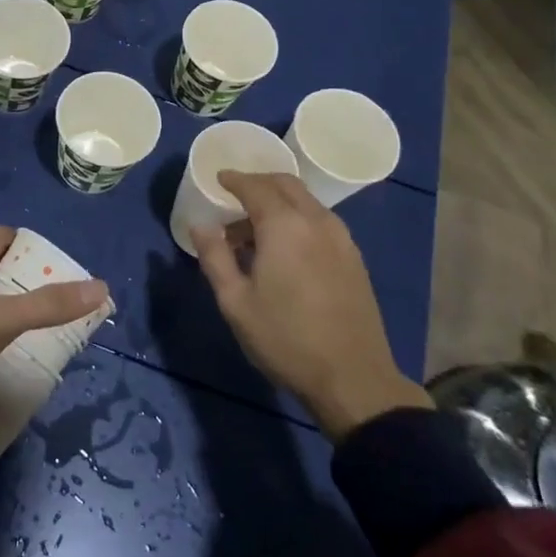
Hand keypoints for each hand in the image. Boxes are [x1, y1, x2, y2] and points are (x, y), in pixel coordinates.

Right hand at [191, 172, 428, 439]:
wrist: (353, 378)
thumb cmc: (285, 339)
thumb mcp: (235, 302)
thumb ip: (215, 257)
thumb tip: (201, 226)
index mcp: (284, 226)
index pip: (255, 186)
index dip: (234, 179)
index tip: (218, 178)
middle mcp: (316, 221)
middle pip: (285, 185)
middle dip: (258, 183)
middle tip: (235, 196)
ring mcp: (341, 238)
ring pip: (306, 202)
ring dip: (279, 202)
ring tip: (254, 229)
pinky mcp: (354, 257)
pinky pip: (320, 220)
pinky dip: (298, 218)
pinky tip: (285, 247)